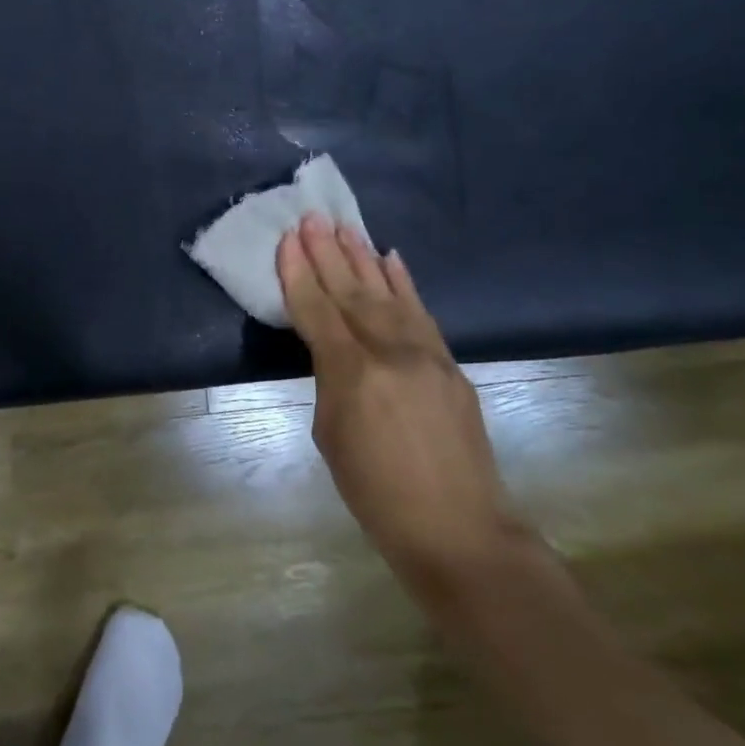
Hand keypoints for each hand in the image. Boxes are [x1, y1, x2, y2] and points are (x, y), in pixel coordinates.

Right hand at [278, 215, 522, 593]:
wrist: (457, 528)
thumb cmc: (375, 493)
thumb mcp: (331, 435)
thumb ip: (330, 380)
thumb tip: (335, 349)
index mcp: (352, 374)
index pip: (317, 310)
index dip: (298, 274)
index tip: (287, 239)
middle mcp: (390, 352)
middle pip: (351, 291)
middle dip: (328, 253)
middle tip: (311, 217)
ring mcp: (426, 354)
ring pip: (388, 293)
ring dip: (363, 258)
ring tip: (344, 227)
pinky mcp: (450, 363)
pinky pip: (421, 312)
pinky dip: (403, 283)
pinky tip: (390, 259)